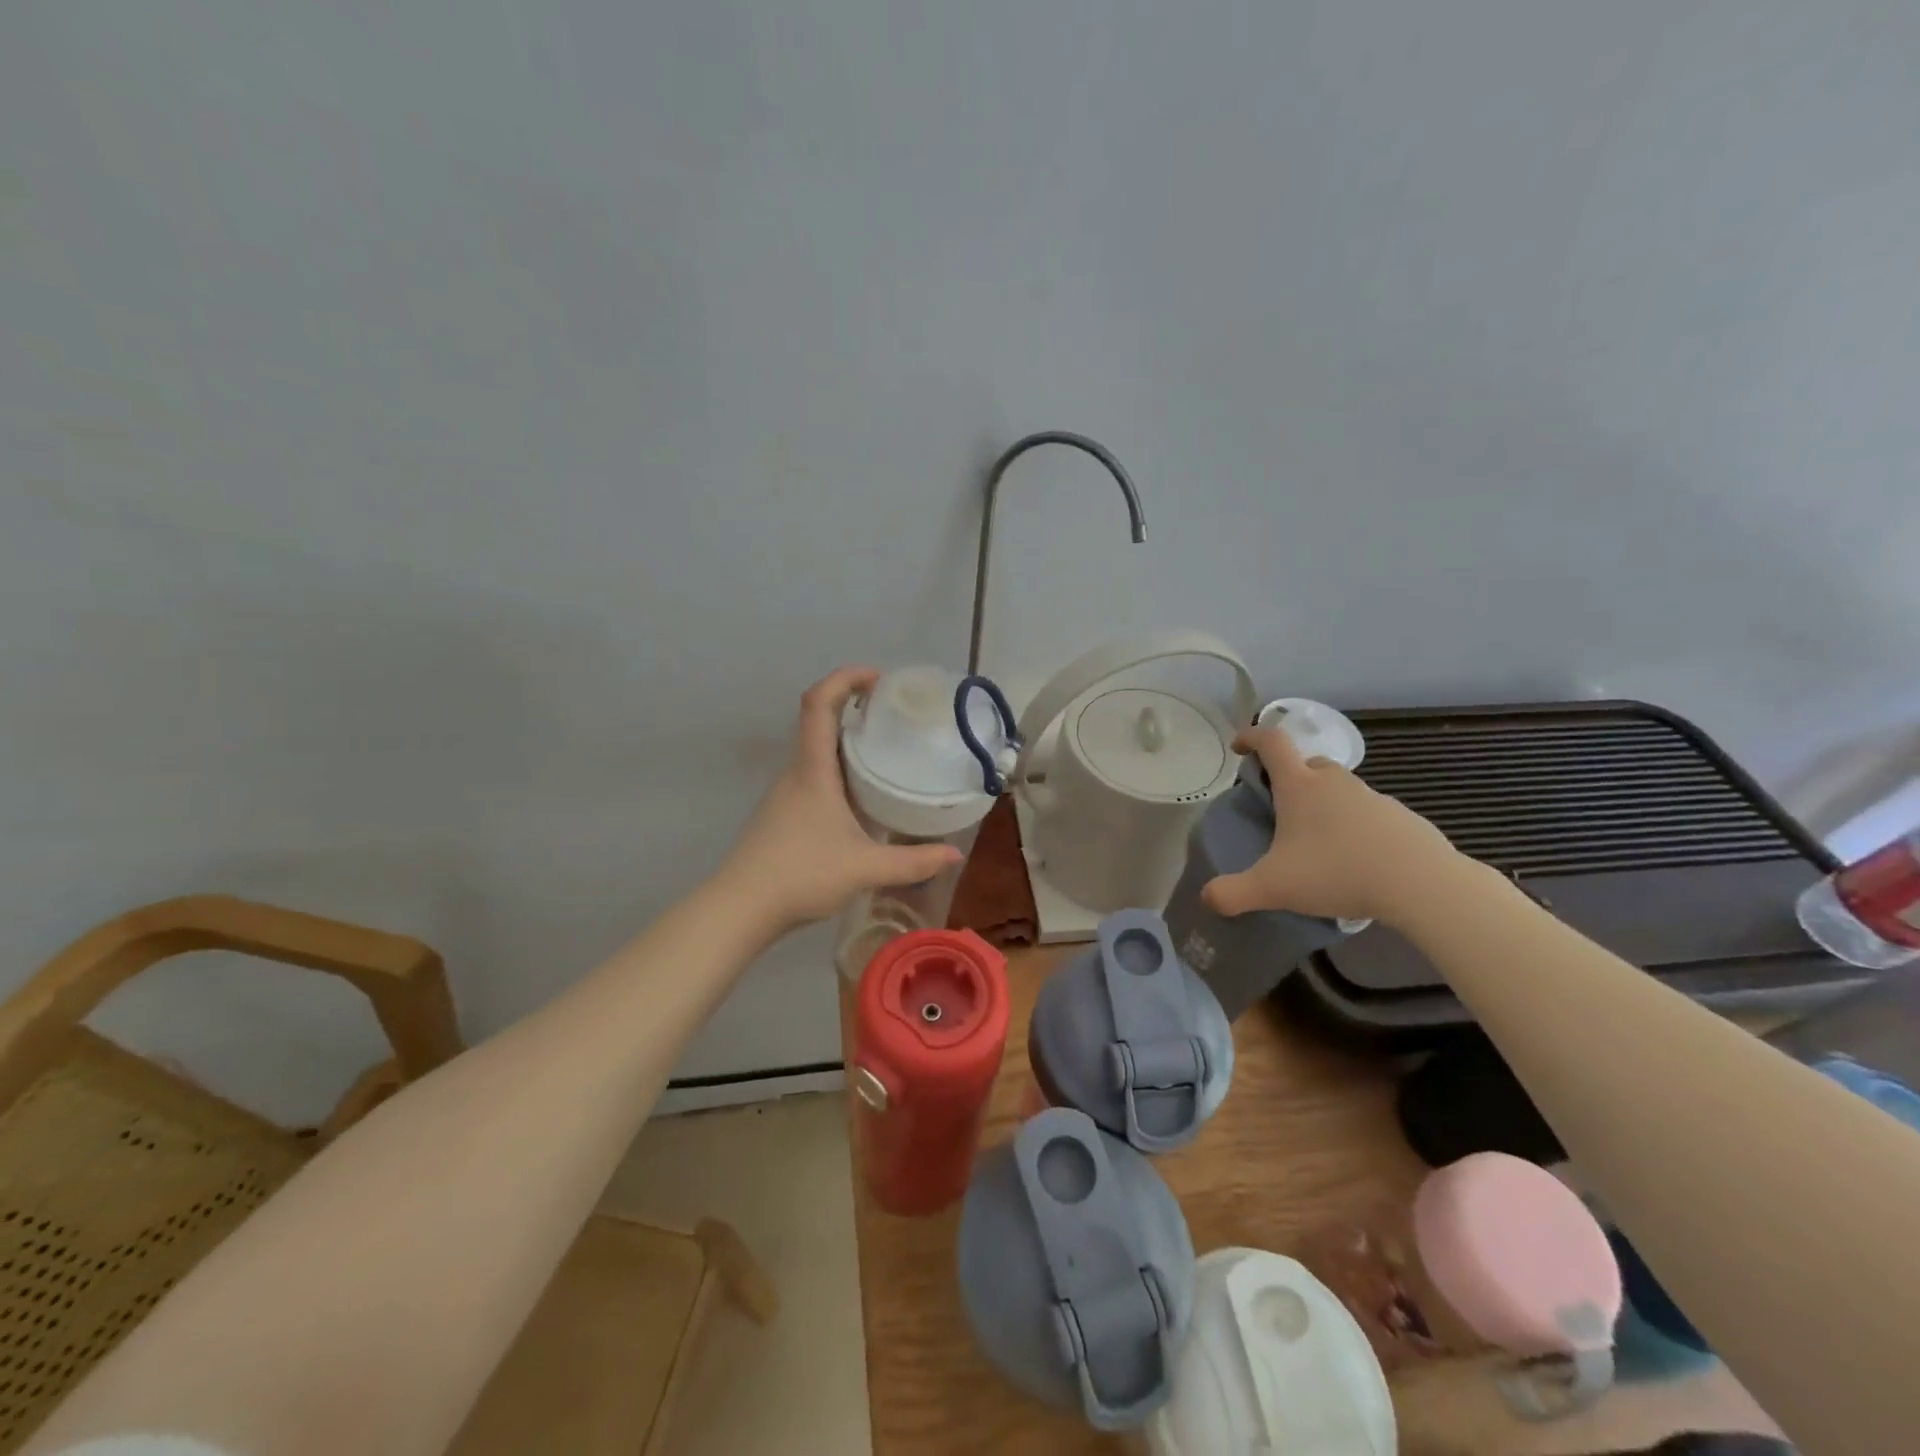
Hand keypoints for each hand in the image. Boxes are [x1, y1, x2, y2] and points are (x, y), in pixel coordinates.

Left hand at [720, 667, 965, 930]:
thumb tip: (954, 855)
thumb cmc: (800, 875)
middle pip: (818, 719)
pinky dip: (840, 768)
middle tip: (894, 713)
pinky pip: (815, 774)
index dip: (845, 678)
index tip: (878, 679)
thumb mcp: (865, 868)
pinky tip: (863, 794)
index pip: (818, 703)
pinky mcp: (784, 812)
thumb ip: (913, 862)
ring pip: (817, 749)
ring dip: (846, 738)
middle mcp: (796, 771)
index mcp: (812, 769)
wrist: (741, 908)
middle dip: (854, 705)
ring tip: (886, 749)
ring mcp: (786, 792)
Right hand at [1201, 726, 1463, 926]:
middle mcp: (1334, 782)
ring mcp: (1372, 797)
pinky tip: (1354, 860)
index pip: (1271, 741)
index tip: (1239, 748)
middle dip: (1289, 778)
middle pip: (1307, 763)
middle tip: (1279, 810)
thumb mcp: (1274, 887)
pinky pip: (1368, 813)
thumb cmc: (1337, 872)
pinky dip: (1355, 826)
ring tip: (1317, 843)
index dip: (1251, 737)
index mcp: (1299, 786)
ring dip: (1324, 803)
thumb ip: (1233, 893)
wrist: (1421, 884)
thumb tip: (1207, 898)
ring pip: (1339, 789)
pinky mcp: (1401, 817)